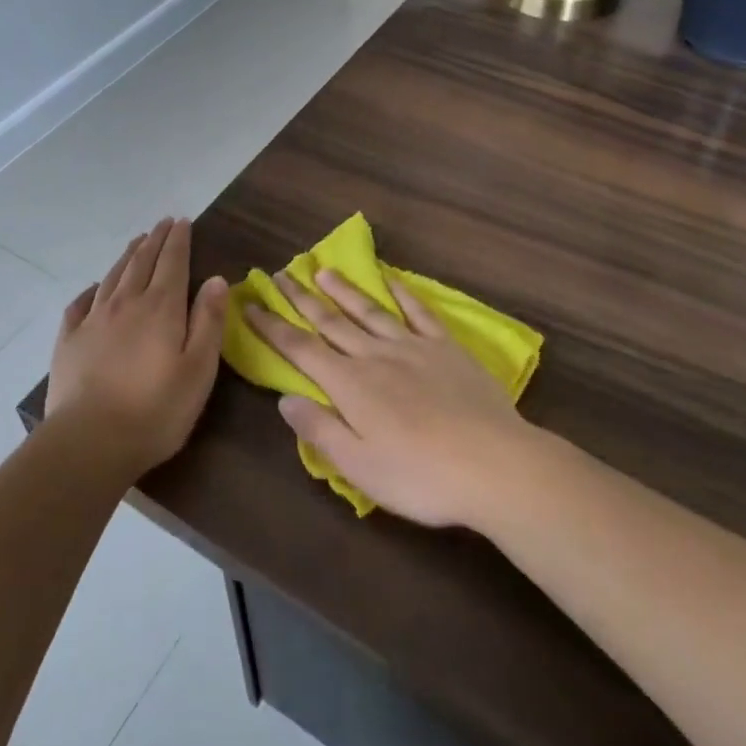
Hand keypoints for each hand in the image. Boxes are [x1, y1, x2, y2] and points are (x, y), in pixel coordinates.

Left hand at [48, 218, 228, 476]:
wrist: (90, 441)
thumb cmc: (156, 410)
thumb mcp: (199, 369)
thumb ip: (208, 321)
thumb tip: (216, 279)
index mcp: (161, 308)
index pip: (172, 263)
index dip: (178, 240)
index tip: (182, 221)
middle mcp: (125, 304)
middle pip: (141, 262)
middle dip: (155, 240)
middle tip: (163, 224)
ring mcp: (93, 320)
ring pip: (113, 277)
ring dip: (127, 256)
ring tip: (137, 242)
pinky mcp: (68, 341)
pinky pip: (80, 303)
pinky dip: (92, 289)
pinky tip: (96, 287)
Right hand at [245, 269, 536, 528]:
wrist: (494, 464)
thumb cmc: (420, 475)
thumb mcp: (359, 465)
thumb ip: (320, 429)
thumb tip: (285, 398)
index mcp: (350, 385)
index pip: (301, 349)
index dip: (273, 327)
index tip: (251, 305)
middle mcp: (375, 356)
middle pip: (331, 322)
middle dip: (301, 298)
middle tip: (279, 275)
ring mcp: (413, 347)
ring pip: (369, 311)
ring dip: (343, 290)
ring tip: (322, 270)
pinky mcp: (446, 348)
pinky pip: (419, 313)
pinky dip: (402, 294)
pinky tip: (391, 281)